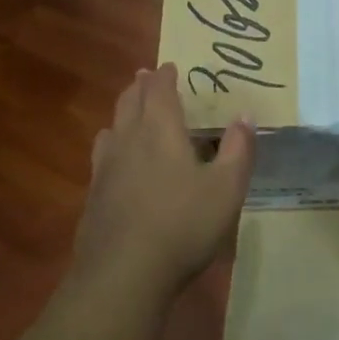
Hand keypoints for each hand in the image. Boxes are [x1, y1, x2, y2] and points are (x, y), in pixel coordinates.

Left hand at [74, 64, 254, 295]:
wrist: (124, 273)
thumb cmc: (183, 224)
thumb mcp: (227, 188)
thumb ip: (238, 150)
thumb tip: (245, 116)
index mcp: (161, 130)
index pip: (160, 91)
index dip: (165, 76)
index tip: (170, 66)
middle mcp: (128, 139)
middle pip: (130, 102)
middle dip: (140, 86)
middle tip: (146, 77)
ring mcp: (105, 168)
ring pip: (112, 126)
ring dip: (122, 112)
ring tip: (130, 111)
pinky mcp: (93, 195)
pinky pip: (101, 155)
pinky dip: (111, 144)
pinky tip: (115, 160)